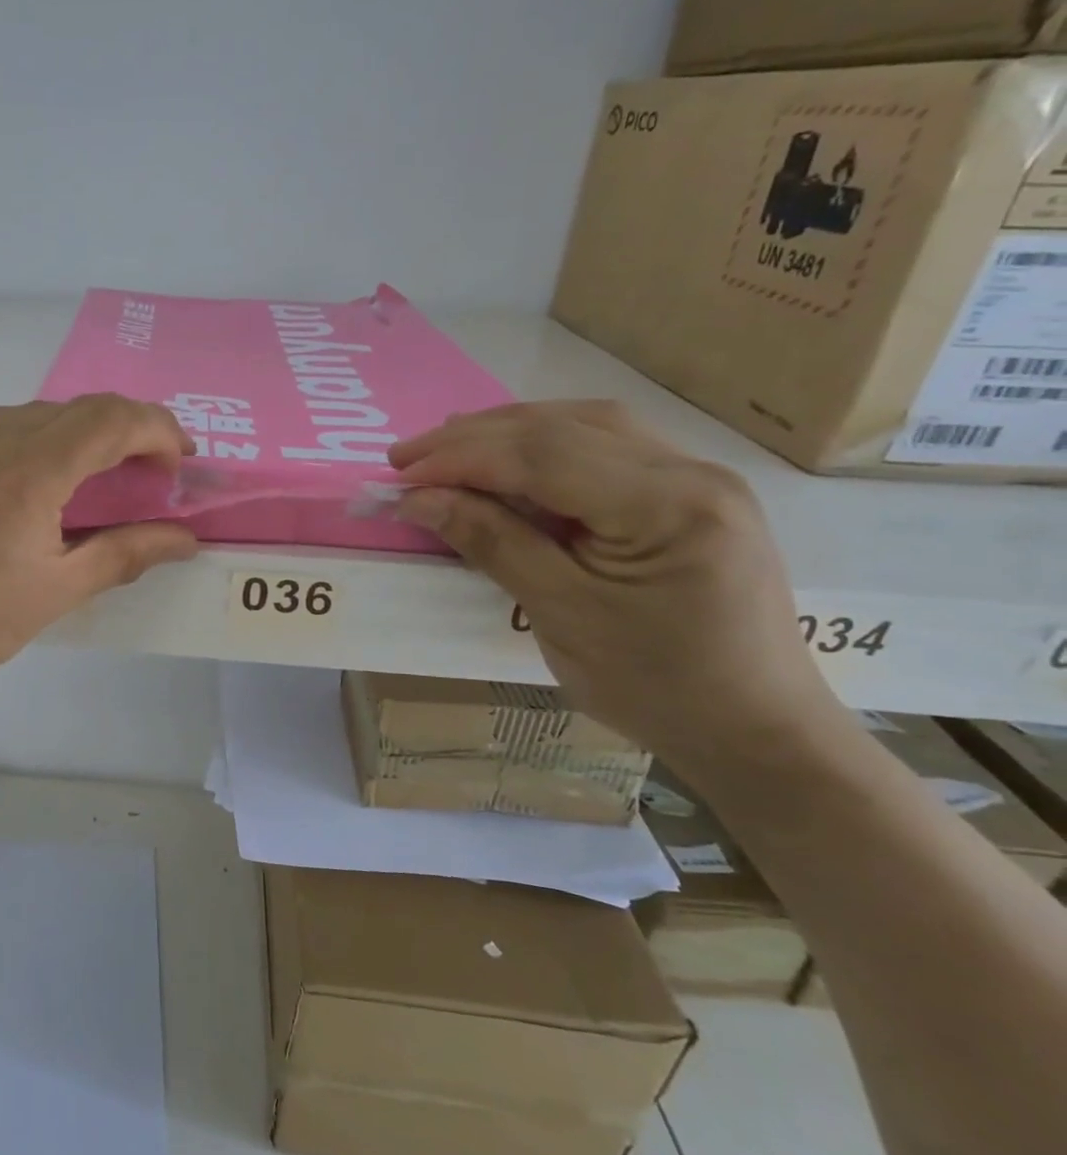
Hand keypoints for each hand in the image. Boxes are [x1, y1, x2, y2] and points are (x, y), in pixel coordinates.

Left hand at [0, 396, 198, 697]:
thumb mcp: (52, 594)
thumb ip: (123, 555)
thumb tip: (185, 539)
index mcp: (30, 469)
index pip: (113, 418)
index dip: (158, 429)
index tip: (180, 462)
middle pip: (79, 408)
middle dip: (126, 432)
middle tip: (145, 478)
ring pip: (35, 414)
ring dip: (78, 437)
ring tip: (89, 485)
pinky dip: (32, 443)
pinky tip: (26, 489)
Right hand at [388, 401, 839, 776]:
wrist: (754, 729)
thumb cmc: (655, 685)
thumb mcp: (560, 615)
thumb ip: (492, 542)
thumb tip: (419, 498)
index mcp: (669, 506)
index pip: (544, 456)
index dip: (461, 459)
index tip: (399, 477)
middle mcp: (691, 472)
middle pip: (563, 427)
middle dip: (474, 438)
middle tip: (405, 458)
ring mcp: (696, 476)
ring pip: (583, 425)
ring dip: (506, 432)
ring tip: (446, 450)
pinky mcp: (688, 492)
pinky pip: (603, 446)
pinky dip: (542, 446)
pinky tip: (508, 459)